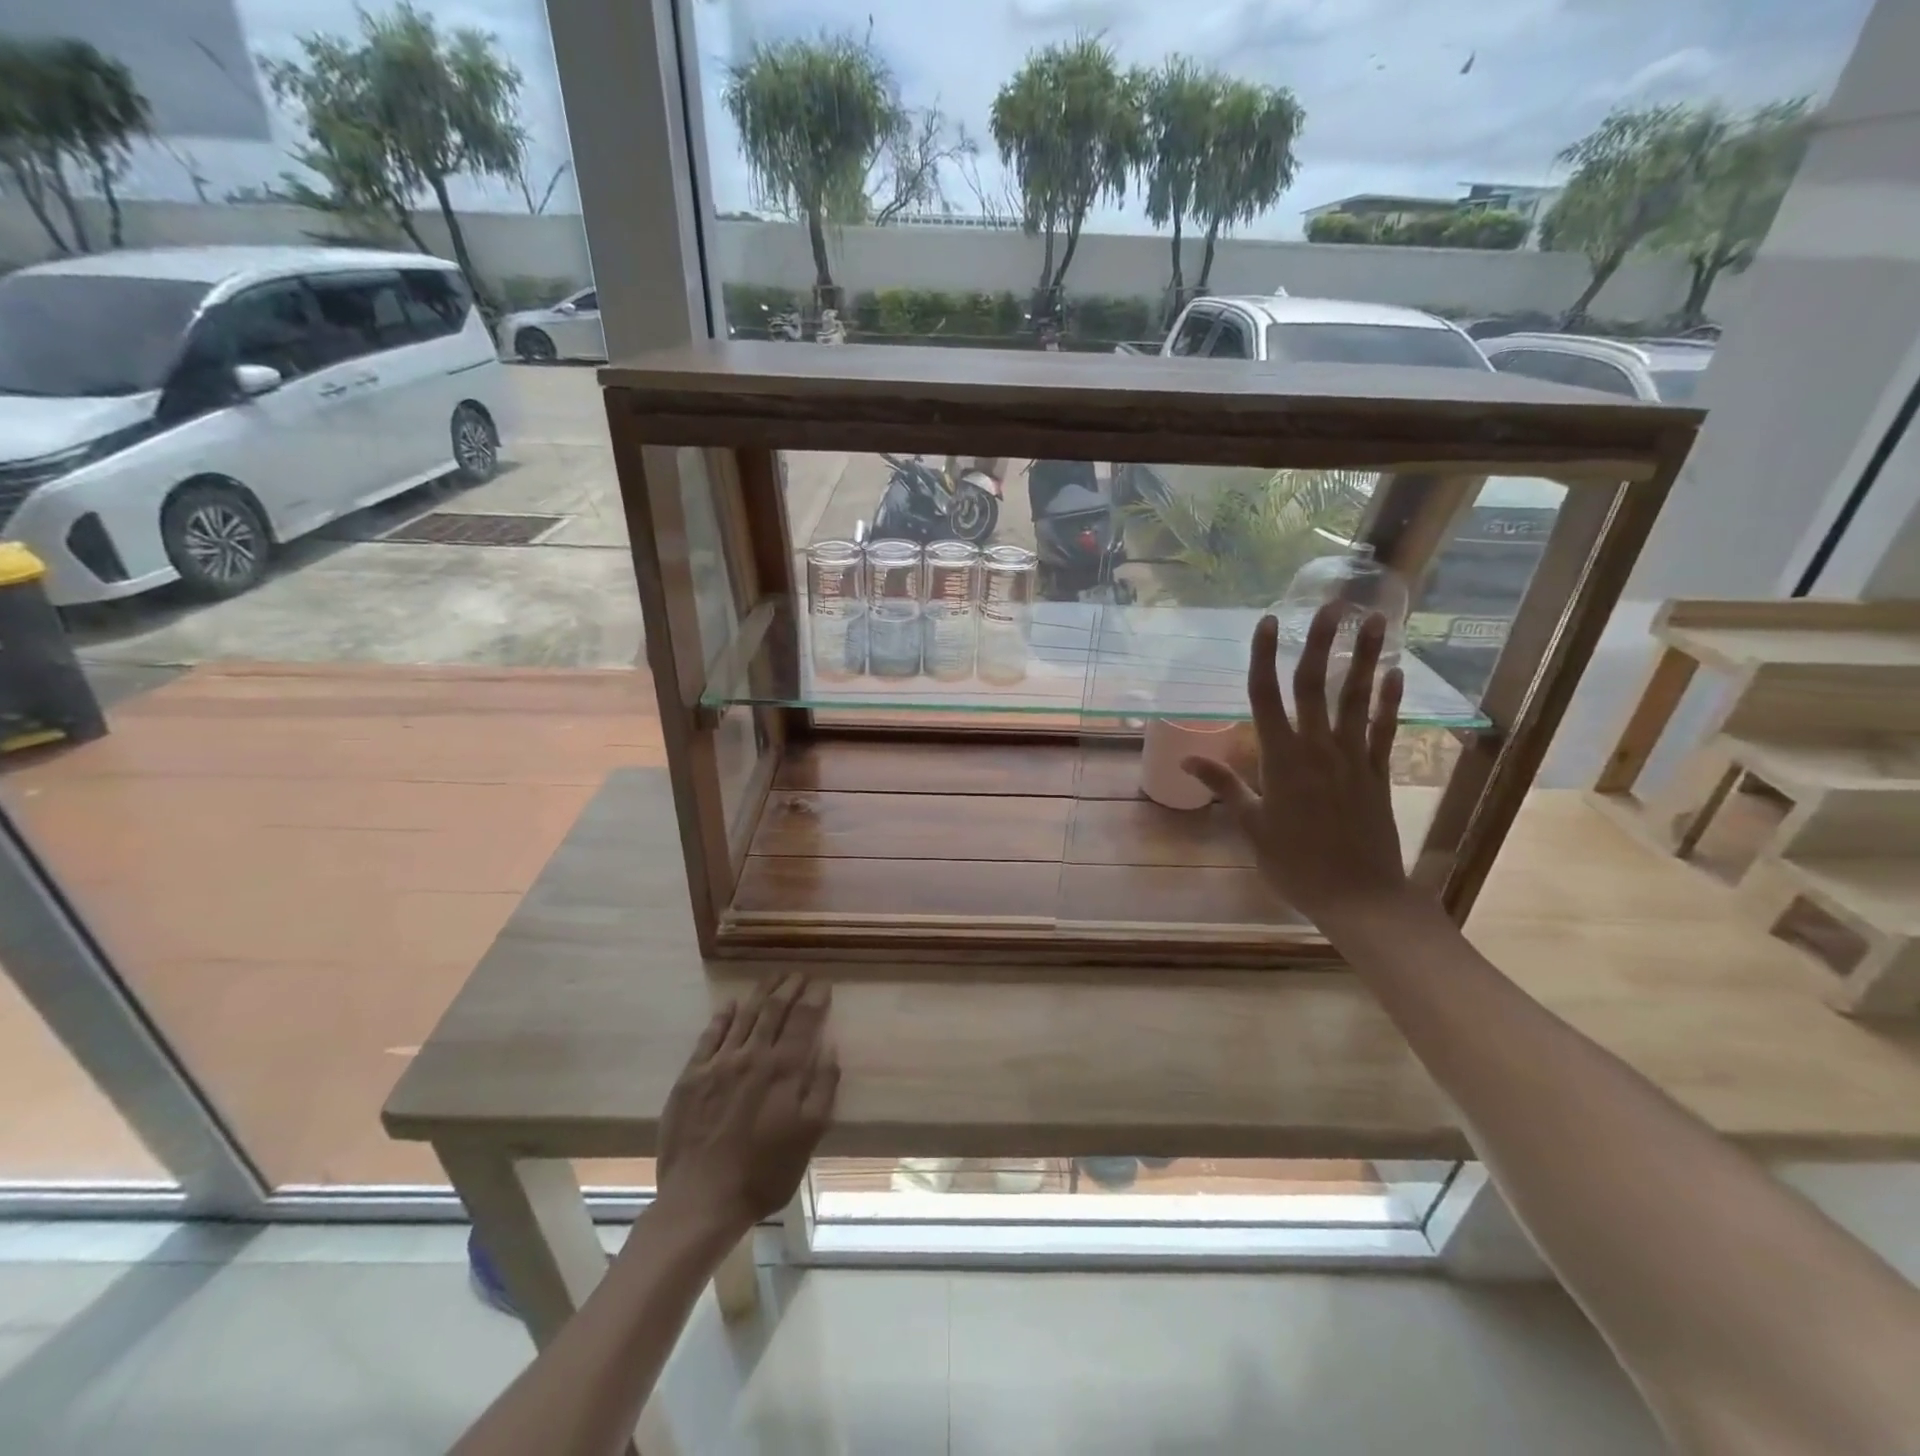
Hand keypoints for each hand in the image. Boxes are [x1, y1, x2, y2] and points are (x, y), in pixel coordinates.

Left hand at [656, 973, 838, 1234]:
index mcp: (785, 1070)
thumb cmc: (764, 1173)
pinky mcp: (692, 1076)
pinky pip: (710, 1035)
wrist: (702, 1199)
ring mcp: (720, 1063)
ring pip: (745, 1015)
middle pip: (775, 1010)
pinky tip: (731, 1005)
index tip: (822, 984)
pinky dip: (723, 1016)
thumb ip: (824, 1087)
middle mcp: (754, 1056)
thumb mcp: (809, 1135)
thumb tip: (831, 1047)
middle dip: (789, 987)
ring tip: (772, 977)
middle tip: (798, 974)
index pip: (804, 1021)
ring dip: (761, 993)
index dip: (814, 999)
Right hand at [1183, 603, 1410, 926]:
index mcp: (1280, 761)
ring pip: (1356, 699)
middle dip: (1320, 643)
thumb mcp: (1251, 826)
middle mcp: (1317, 750)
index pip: (1267, 698)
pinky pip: (1384, 729)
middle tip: (1330, 605)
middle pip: (1315, 686)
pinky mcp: (1378, 772)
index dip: (1264, 658)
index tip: (1267, 623)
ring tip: (1373, 620)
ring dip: (1363, 658)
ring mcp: (1353, 759)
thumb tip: (1188, 758)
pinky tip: (1394, 671)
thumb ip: (1224, 785)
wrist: (1358, 897)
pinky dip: (1389, 699)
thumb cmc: (1294, 864)